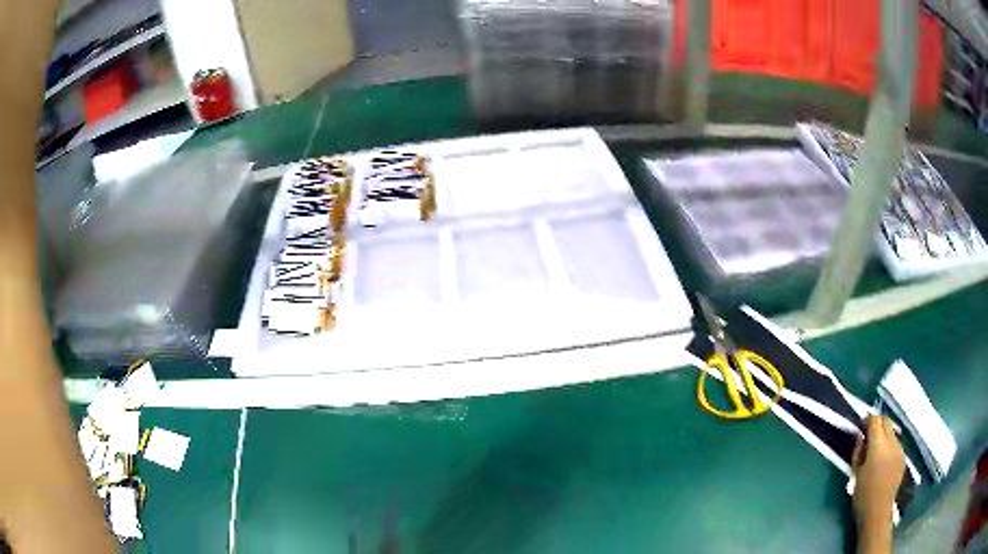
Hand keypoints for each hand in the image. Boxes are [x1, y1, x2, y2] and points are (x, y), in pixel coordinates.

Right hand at [852, 415, 904, 528]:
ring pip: (892, 432)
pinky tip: (883, 459)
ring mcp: (900, 449)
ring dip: (884, 435)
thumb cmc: (862, 495)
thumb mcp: (855, 473)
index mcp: (878, 446)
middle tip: (869, 432)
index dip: (868, 419)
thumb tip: (861, 437)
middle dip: (878, 423)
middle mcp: (892, 443)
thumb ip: (859, 451)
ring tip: (876, 449)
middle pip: (887, 421)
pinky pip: (896, 444)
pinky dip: (889, 445)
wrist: (877, 511)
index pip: (875, 420)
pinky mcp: (903, 457)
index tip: (862, 424)